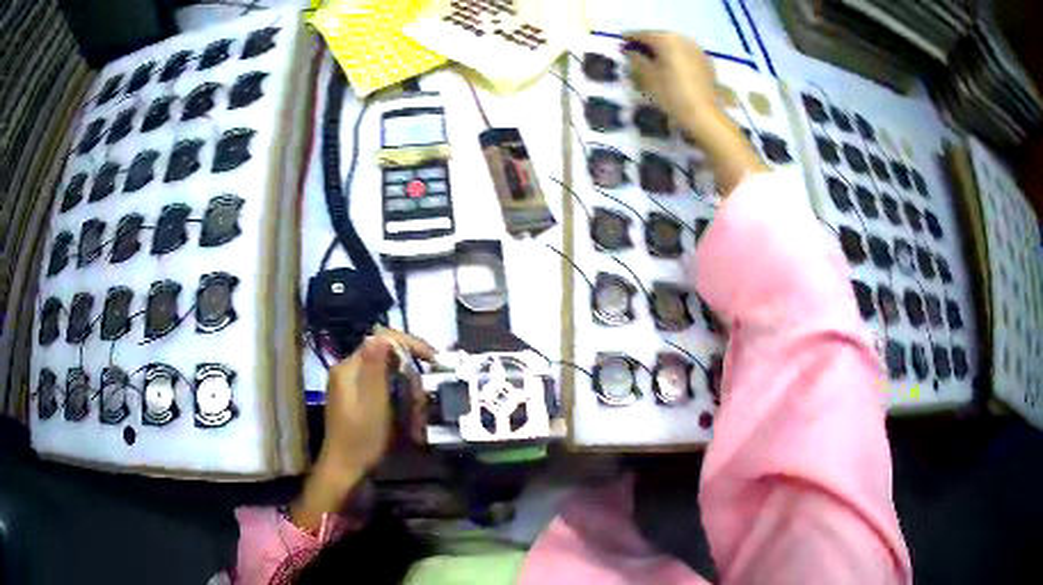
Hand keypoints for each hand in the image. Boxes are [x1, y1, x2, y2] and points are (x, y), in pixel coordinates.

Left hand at [291, 329, 434, 530]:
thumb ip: (376, 366)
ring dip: (406, 392)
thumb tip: (380, 333)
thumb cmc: (362, 438)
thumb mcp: (374, 402)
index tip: (434, 360)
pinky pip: (382, 390)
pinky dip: (397, 400)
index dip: (410, 345)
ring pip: (387, 376)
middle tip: (423, 401)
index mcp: (349, 367)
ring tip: (417, 417)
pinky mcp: (356, 401)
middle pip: (386, 359)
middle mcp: (348, 371)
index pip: (382, 340)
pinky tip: (406, 420)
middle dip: (409, 376)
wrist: (345, 470)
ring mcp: (350, 387)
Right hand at [624, 31, 722, 142]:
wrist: (704, 115)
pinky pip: (686, 53)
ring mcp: (697, 50)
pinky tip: (671, 66)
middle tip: (635, 51)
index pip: (644, 34)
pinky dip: (676, 56)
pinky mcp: (706, 62)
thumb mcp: (648, 77)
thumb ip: (636, 59)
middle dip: (647, 43)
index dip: (630, 38)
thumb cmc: (672, 94)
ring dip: (662, 49)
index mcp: (667, 40)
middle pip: (660, 37)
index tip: (621, 43)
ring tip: (652, 59)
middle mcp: (683, 39)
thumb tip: (630, 51)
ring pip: (675, 44)